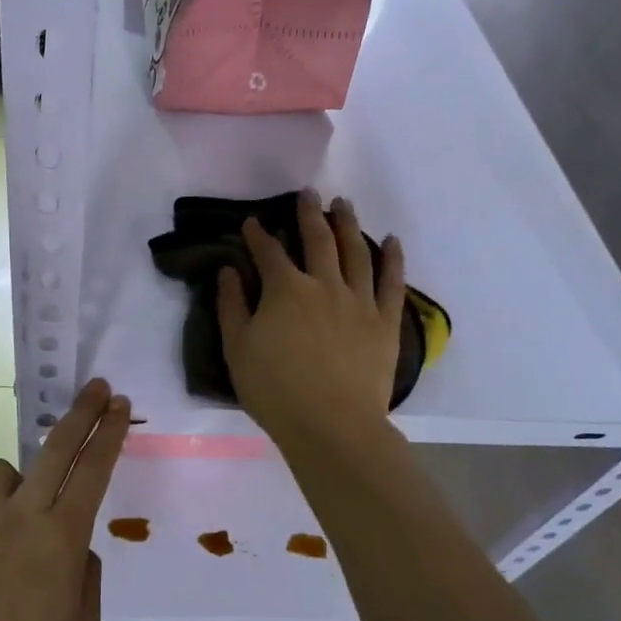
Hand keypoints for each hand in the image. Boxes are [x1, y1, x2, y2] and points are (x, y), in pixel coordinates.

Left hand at [0, 379, 130, 620]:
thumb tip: (73, 550)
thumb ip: (85, 580)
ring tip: (22, 517)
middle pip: (56, 446)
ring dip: (22, 479)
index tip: (119, 405)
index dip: (109, 433)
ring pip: (5, 469)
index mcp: (60, 540)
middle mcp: (20, 516)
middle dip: (82, 412)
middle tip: (96, 387)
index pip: (93, 470)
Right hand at [218, 190, 403, 451]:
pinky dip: (393, 258)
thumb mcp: (237, 349)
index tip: (252, 222)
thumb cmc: (276, 390)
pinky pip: (392, 283)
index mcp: (285, 290)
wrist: (333, 426)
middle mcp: (324, 285)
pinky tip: (392, 240)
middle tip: (308, 193)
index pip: (268, 252)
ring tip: (344, 204)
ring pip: (356, 252)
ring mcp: (360, 301)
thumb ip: (231, 306)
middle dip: (309, 213)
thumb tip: (228, 271)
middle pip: (318, 239)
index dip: (258, 235)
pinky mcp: (385, 322)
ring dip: (349, 223)